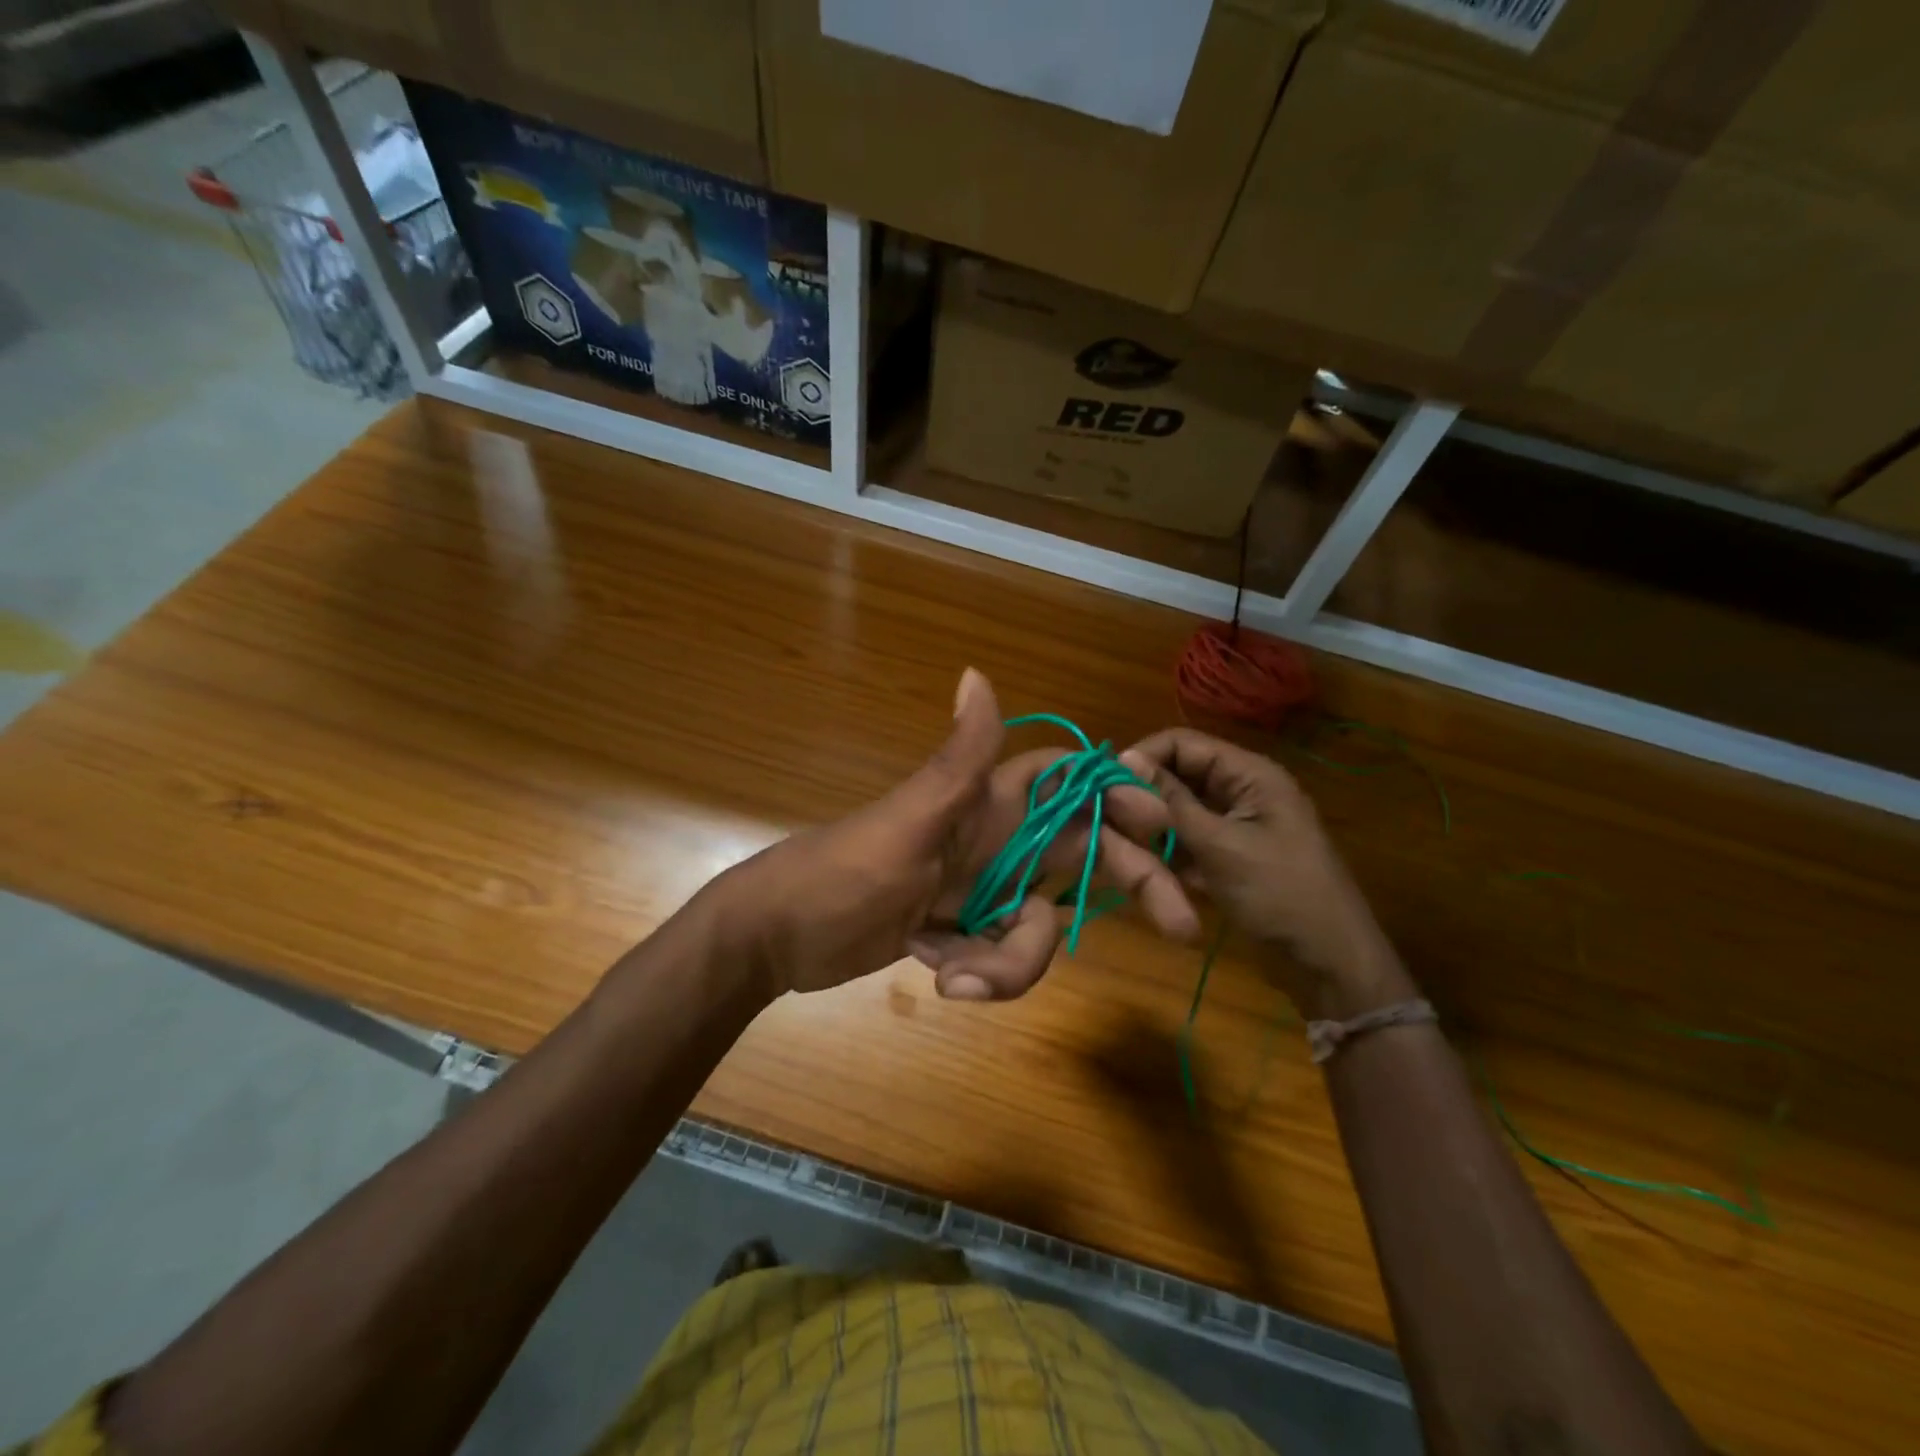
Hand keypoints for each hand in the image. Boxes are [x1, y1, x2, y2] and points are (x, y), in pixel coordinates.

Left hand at [711, 670, 1199, 1002]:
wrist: (777, 938)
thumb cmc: (841, 872)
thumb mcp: (906, 820)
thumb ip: (957, 760)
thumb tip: (978, 673)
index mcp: (985, 802)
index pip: (1069, 781)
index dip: (1118, 792)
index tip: (1162, 824)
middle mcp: (995, 840)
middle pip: (1083, 852)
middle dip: (1129, 883)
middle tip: (1179, 927)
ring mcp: (982, 890)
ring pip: (1043, 921)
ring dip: (1015, 958)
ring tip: (958, 977)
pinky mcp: (963, 932)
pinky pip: (1003, 954)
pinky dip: (982, 972)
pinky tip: (935, 972)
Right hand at [1119, 728, 1415, 1018]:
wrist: (1329, 962)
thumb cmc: (1279, 895)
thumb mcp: (1220, 845)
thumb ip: (1170, 802)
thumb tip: (1123, 759)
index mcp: (1250, 774)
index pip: (1183, 743)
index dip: (1143, 757)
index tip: (1104, 784)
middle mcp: (1241, 789)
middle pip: (1179, 775)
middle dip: (1144, 793)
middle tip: (1110, 820)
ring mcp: (1236, 824)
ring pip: (1180, 809)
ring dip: (1154, 825)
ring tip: (1124, 846)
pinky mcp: (1229, 854)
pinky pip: (1189, 839)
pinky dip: (1168, 850)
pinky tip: (1148, 869)